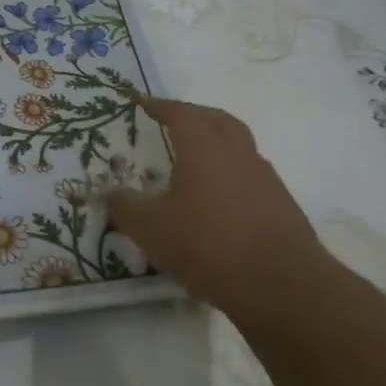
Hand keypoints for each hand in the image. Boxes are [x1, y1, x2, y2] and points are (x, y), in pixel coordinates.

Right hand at [107, 96, 336, 316]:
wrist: (279, 282)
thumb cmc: (206, 244)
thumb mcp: (150, 229)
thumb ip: (124, 207)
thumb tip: (106, 192)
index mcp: (204, 148)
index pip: (181, 114)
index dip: (160, 106)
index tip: (143, 102)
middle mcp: (237, 153)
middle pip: (217, 120)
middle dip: (194, 115)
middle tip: (174, 120)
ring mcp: (264, 177)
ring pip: (239, 145)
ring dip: (217, 142)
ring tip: (197, 159)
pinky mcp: (280, 203)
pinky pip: (250, 174)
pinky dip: (231, 173)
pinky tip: (219, 197)